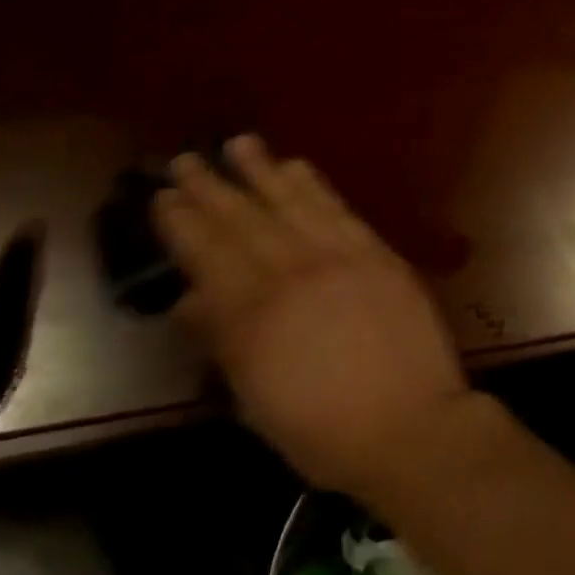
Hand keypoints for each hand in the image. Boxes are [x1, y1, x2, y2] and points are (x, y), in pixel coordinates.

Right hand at [155, 137, 470, 496]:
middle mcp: (289, 273)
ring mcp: (335, 255)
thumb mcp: (256, 401)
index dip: (182, 223)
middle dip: (209, 187)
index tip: (164, 196)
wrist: (409, 423)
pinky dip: (311, 183)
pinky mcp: (372, 248)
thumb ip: (222, 341)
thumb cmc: (324, 432)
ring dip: (259, 169)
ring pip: (288, 201)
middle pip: (241, 221)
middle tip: (185, 159)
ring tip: (238, 142)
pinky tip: (295, 164)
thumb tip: (189, 300)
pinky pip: (335, 206)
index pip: (207, 256)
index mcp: (252, 317)